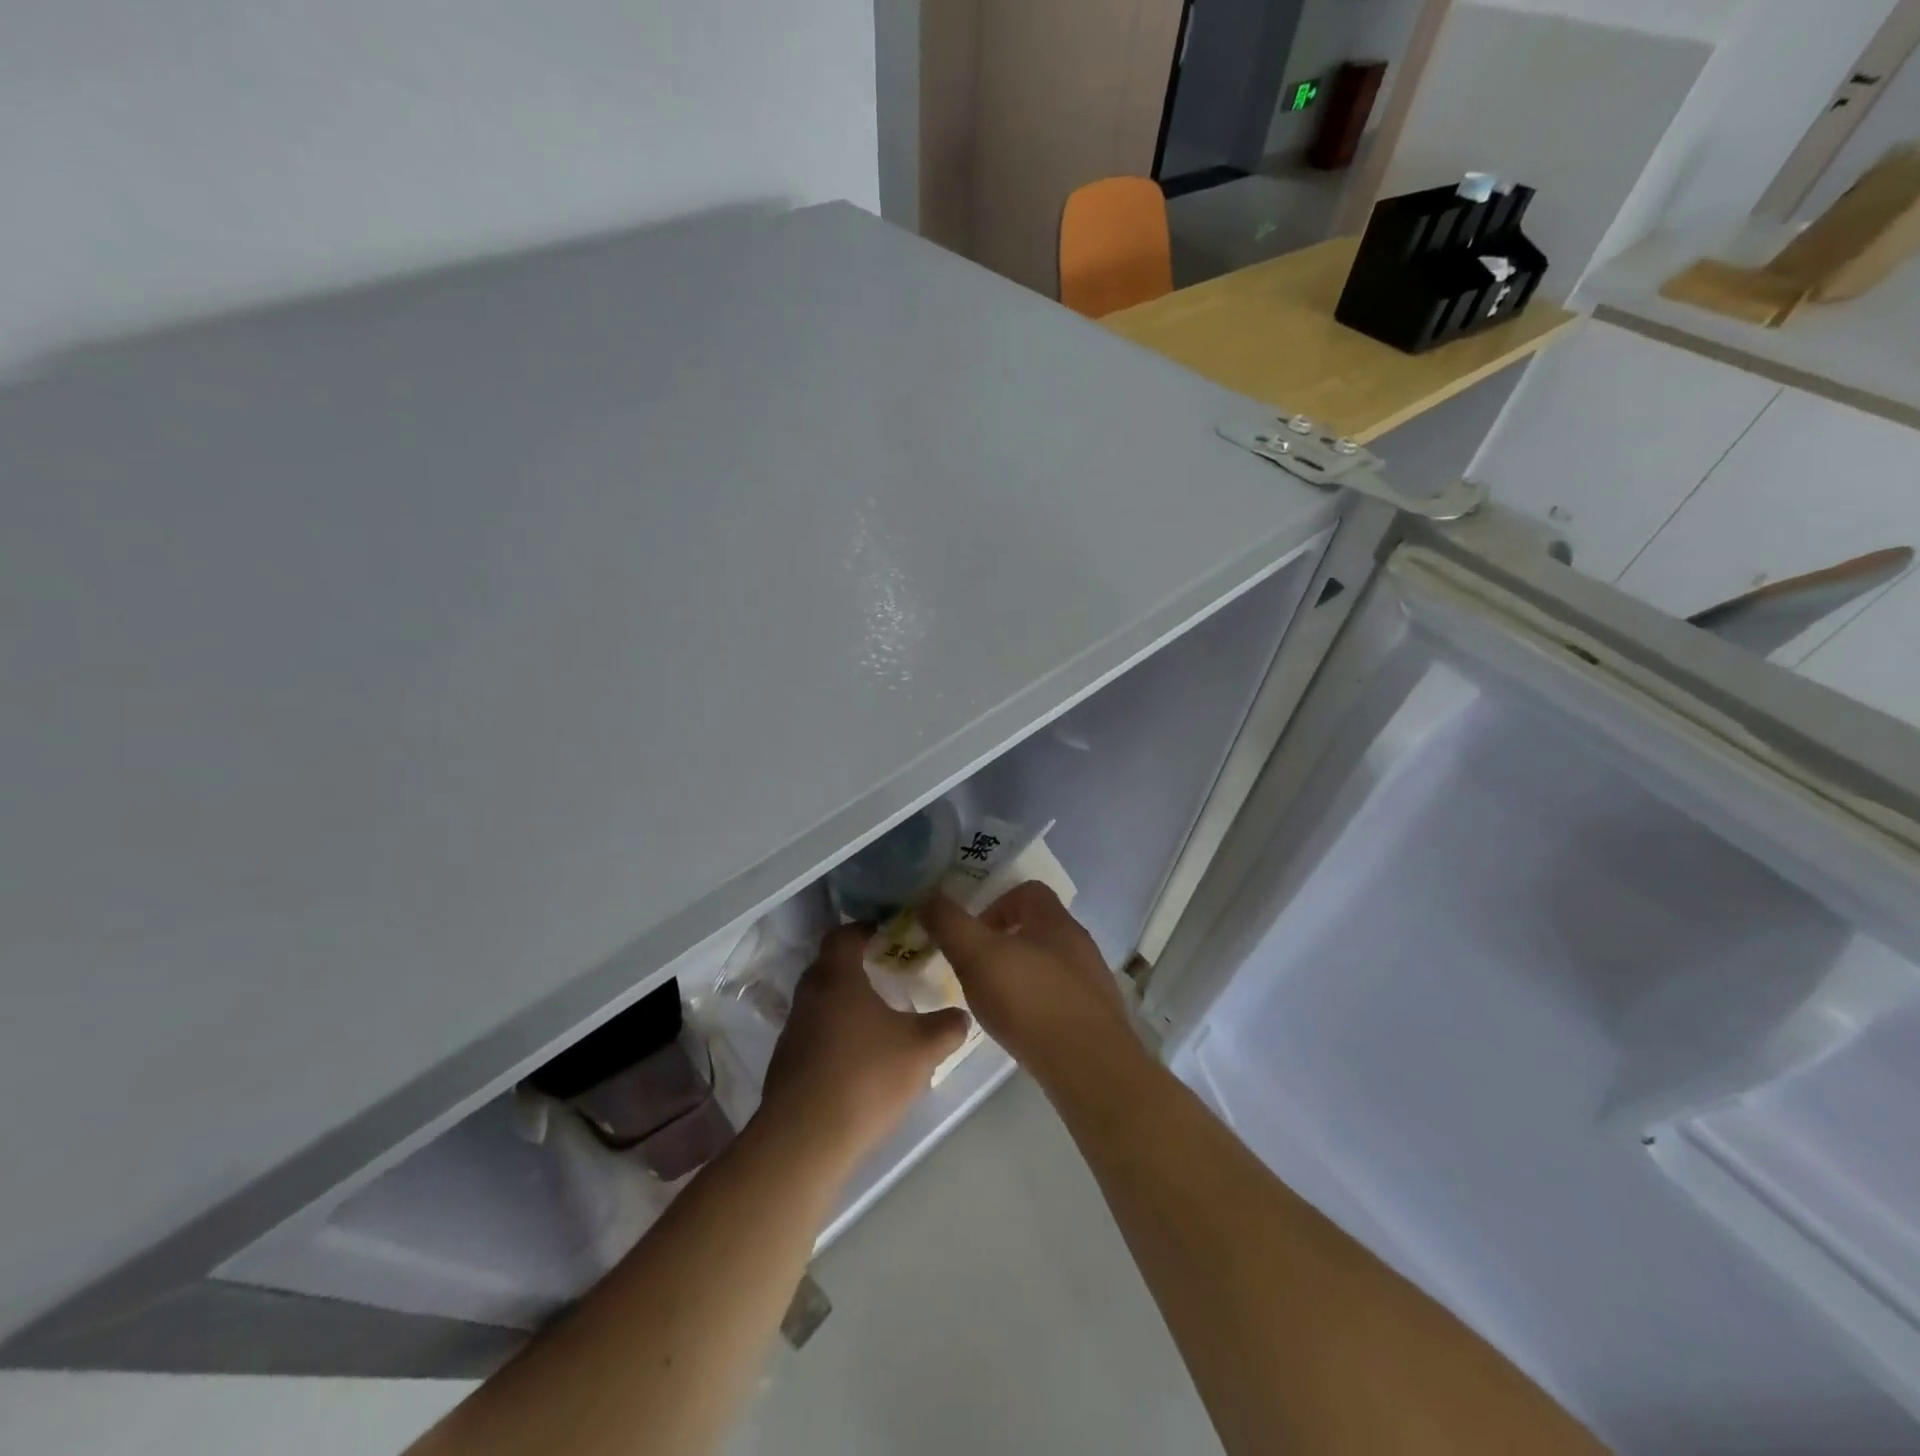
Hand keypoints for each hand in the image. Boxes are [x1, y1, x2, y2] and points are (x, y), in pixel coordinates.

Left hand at [758, 925, 969, 1164]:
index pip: (844, 934)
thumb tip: (962, 1015)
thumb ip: (946, 1028)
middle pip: (829, 965)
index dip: (865, 928)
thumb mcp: (921, 1050)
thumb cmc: (865, 1078)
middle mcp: (809, 996)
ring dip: (845, 1001)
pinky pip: (814, 1032)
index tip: (888, 933)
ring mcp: (793, 1031)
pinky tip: (859, 1056)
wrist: (804, 1141)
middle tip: (888, 970)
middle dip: (857, 963)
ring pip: (821, 1001)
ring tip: (878, 1016)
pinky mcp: (786, 1064)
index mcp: (836, 978)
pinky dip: (835, 1032)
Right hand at [921, 883, 1140, 1086]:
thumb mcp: (976, 956)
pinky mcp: (1098, 1017)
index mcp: (1054, 920)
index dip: (996, 904)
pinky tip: (1023, 1028)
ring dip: (1022, 975)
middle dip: (1005, 942)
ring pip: (1050, 964)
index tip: (974, 934)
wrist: (1090, 1066)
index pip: (1028, 891)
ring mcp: (1093, 980)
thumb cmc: (1029, 1001)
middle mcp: (1079, 943)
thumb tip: (928, 899)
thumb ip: (950, 924)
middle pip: (1039, 927)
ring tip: (997, 1003)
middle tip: (978, 969)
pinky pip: (1062, 997)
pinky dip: (1039, 1004)